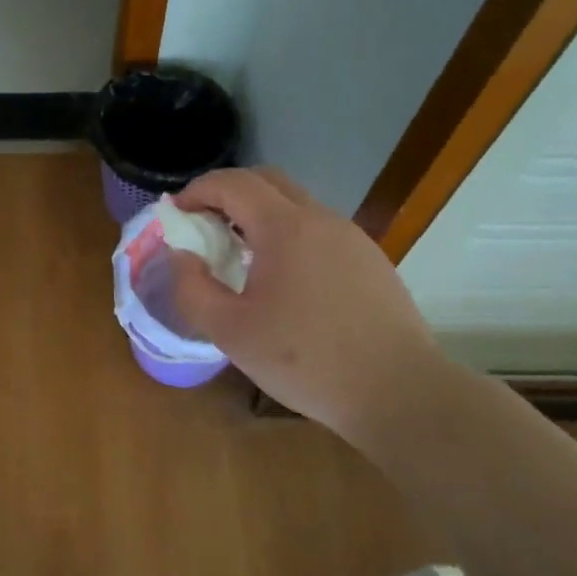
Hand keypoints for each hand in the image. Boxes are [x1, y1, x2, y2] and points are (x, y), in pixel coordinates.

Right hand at [169, 168, 442, 439]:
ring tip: (238, 254)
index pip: (233, 183)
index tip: (175, 214)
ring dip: (259, 215)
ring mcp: (352, 238)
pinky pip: (318, 230)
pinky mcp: (370, 261)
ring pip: (296, 205)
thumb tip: (181, 256)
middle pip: (267, 181)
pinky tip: (282, 278)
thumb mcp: (230, 332)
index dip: (197, 190)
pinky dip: (287, 235)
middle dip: (227, 194)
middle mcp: (321, 219)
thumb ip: (192, 288)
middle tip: (203, 225)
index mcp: (285, 228)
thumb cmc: (307, 361)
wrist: (400, 393)